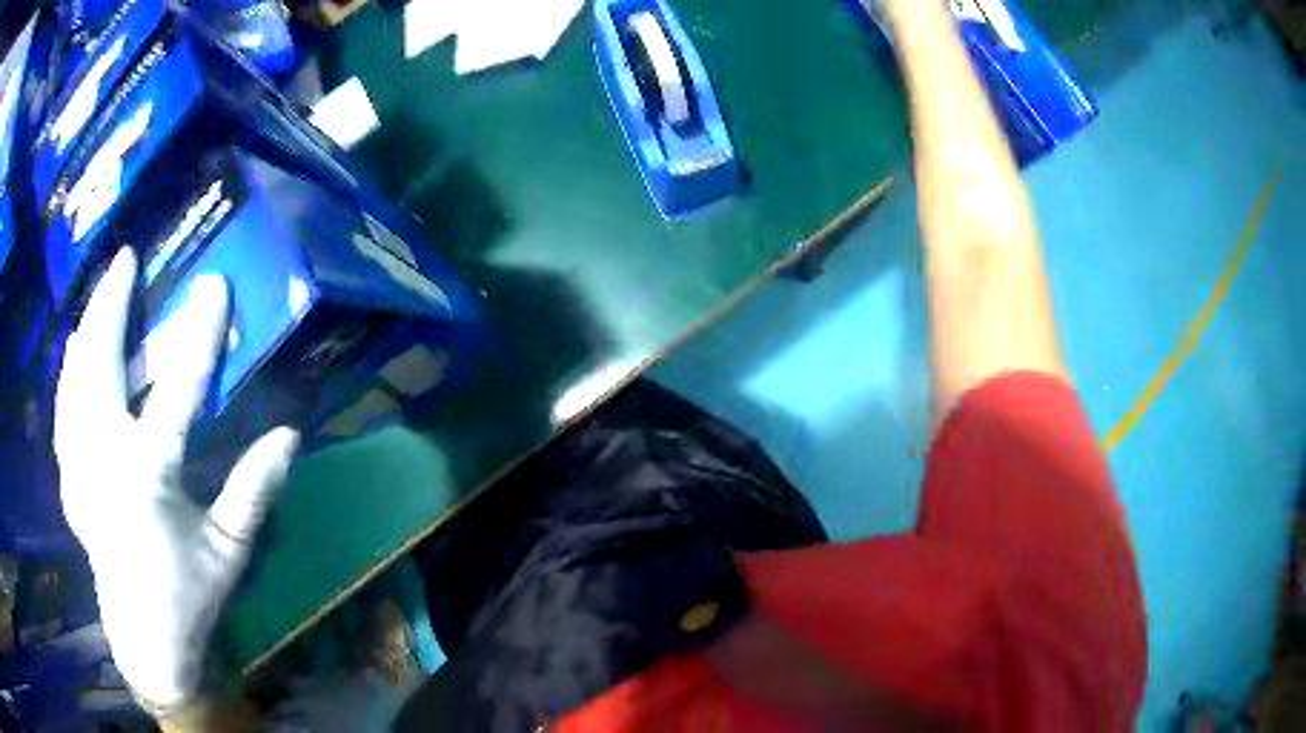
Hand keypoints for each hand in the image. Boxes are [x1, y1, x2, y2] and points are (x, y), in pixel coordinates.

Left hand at [54, 247, 299, 708]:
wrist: (142, 638)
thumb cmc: (186, 595)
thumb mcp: (228, 552)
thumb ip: (253, 491)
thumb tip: (289, 434)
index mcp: (148, 480)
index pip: (176, 391)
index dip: (197, 334)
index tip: (214, 286)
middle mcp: (104, 462)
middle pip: (101, 365)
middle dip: (112, 305)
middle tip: (126, 260)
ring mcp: (78, 467)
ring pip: (75, 378)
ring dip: (88, 328)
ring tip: (102, 293)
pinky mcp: (67, 477)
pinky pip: (63, 407)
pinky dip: (70, 370)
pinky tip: (75, 349)